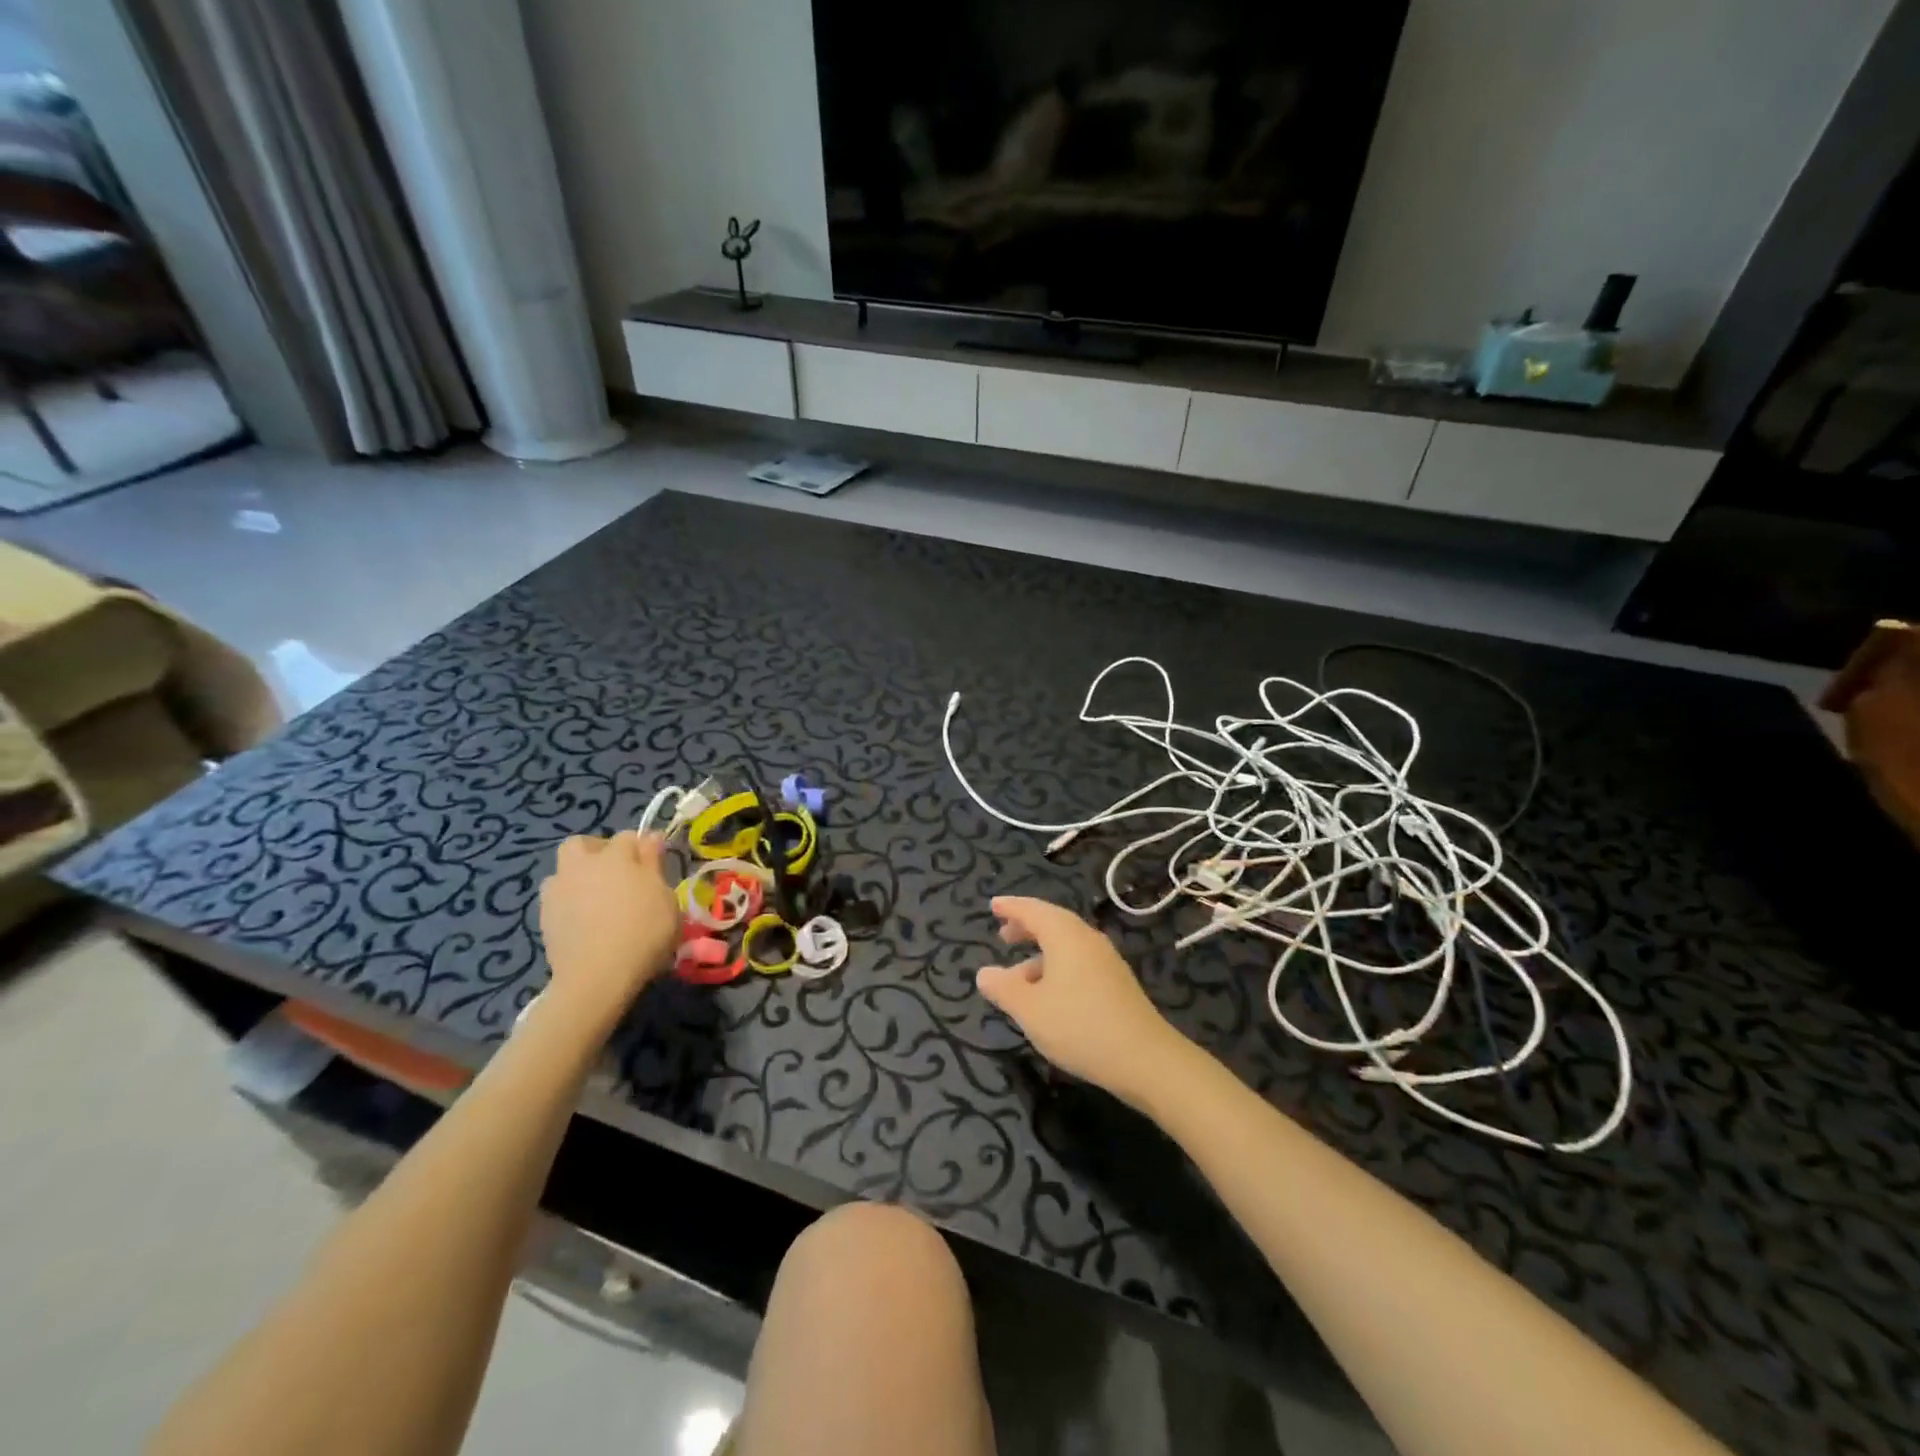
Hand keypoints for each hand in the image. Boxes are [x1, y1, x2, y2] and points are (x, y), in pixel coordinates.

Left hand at [538, 832, 679, 1024]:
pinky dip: (569, 903)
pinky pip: (556, 898)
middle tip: (616, 872)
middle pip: (581, 844)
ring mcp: (558, 891)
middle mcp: (581, 866)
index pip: (629, 837)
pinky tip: (584, 921)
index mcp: (615, 856)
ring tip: (595, 898)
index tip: (654, 864)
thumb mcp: (666, 897)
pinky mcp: (544, 917)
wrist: (597, 976)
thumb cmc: (644, 932)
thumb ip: (654, 864)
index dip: (642, 847)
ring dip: (577, 876)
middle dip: (596, 850)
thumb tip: (650, 837)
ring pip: (563, 870)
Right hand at [977, 896, 1187, 1105]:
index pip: (1033, 910)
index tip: (993, 905)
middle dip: (1026, 927)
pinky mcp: (1117, 982)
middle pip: (1053, 923)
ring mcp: (1106, 960)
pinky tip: (1049, 995)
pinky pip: (1079, 961)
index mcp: (1065, 936)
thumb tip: (984, 973)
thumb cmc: (1080, 1027)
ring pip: (1067, 945)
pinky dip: (1057, 966)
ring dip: (1040, 952)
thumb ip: (1003, 988)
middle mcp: (1087, 939)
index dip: (1011, 907)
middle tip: (1003, 935)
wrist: (1147, 1059)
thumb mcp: (1030, 1011)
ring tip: (1019, 976)